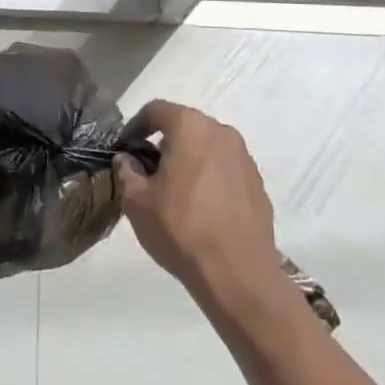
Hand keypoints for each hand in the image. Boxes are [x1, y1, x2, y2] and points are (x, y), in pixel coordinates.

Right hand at [115, 102, 284, 309]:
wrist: (238, 274)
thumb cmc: (181, 228)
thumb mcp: (137, 201)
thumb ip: (127, 172)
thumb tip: (127, 160)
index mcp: (191, 127)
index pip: (156, 110)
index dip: (136, 126)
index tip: (125, 149)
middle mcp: (221, 132)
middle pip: (185, 126)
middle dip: (164, 143)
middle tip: (148, 172)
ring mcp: (244, 157)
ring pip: (207, 147)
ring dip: (189, 160)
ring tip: (175, 192)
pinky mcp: (258, 183)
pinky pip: (226, 170)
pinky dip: (211, 178)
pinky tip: (202, 208)